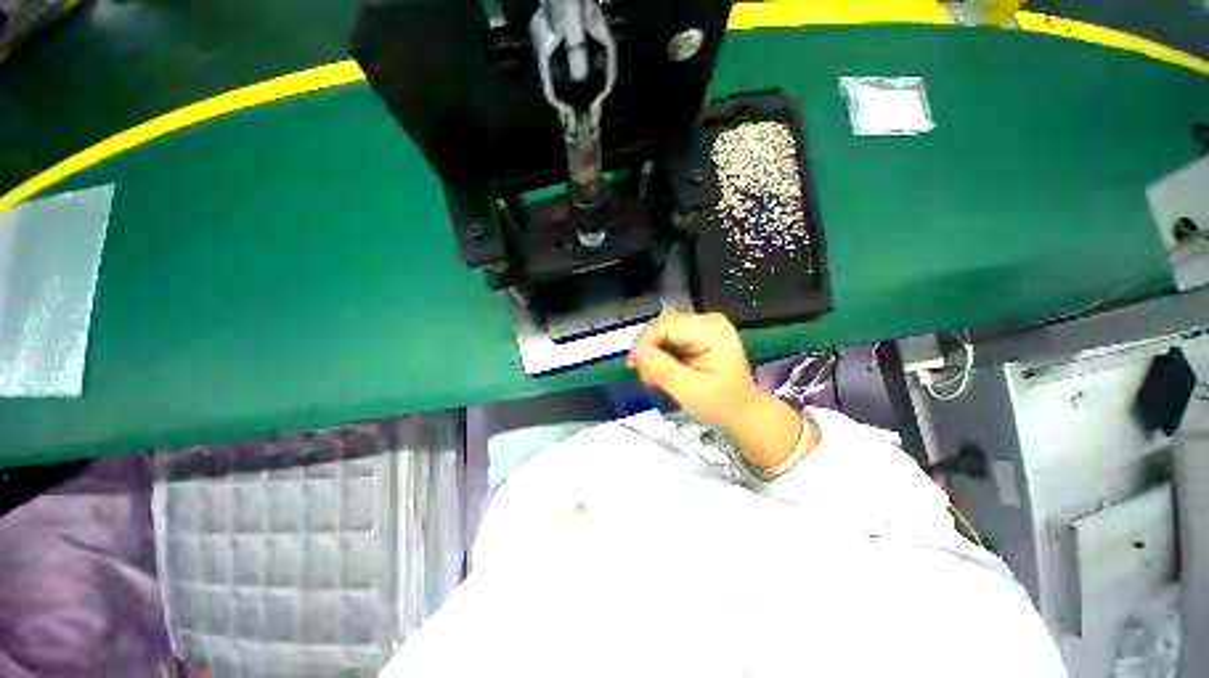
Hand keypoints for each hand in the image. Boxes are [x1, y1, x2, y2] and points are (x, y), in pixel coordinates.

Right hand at [626, 311, 760, 429]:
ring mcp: (704, 326)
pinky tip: (661, 369)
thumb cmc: (721, 404)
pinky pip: (671, 336)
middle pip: (663, 325)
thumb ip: (662, 370)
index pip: (665, 326)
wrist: (743, 411)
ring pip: (663, 330)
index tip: (633, 365)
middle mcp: (708, 321)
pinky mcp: (700, 334)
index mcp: (710, 331)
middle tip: (642, 373)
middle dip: (647, 347)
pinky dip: (661, 352)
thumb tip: (636, 353)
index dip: (644, 342)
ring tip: (651, 374)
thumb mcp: (689, 390)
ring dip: (652, 350)